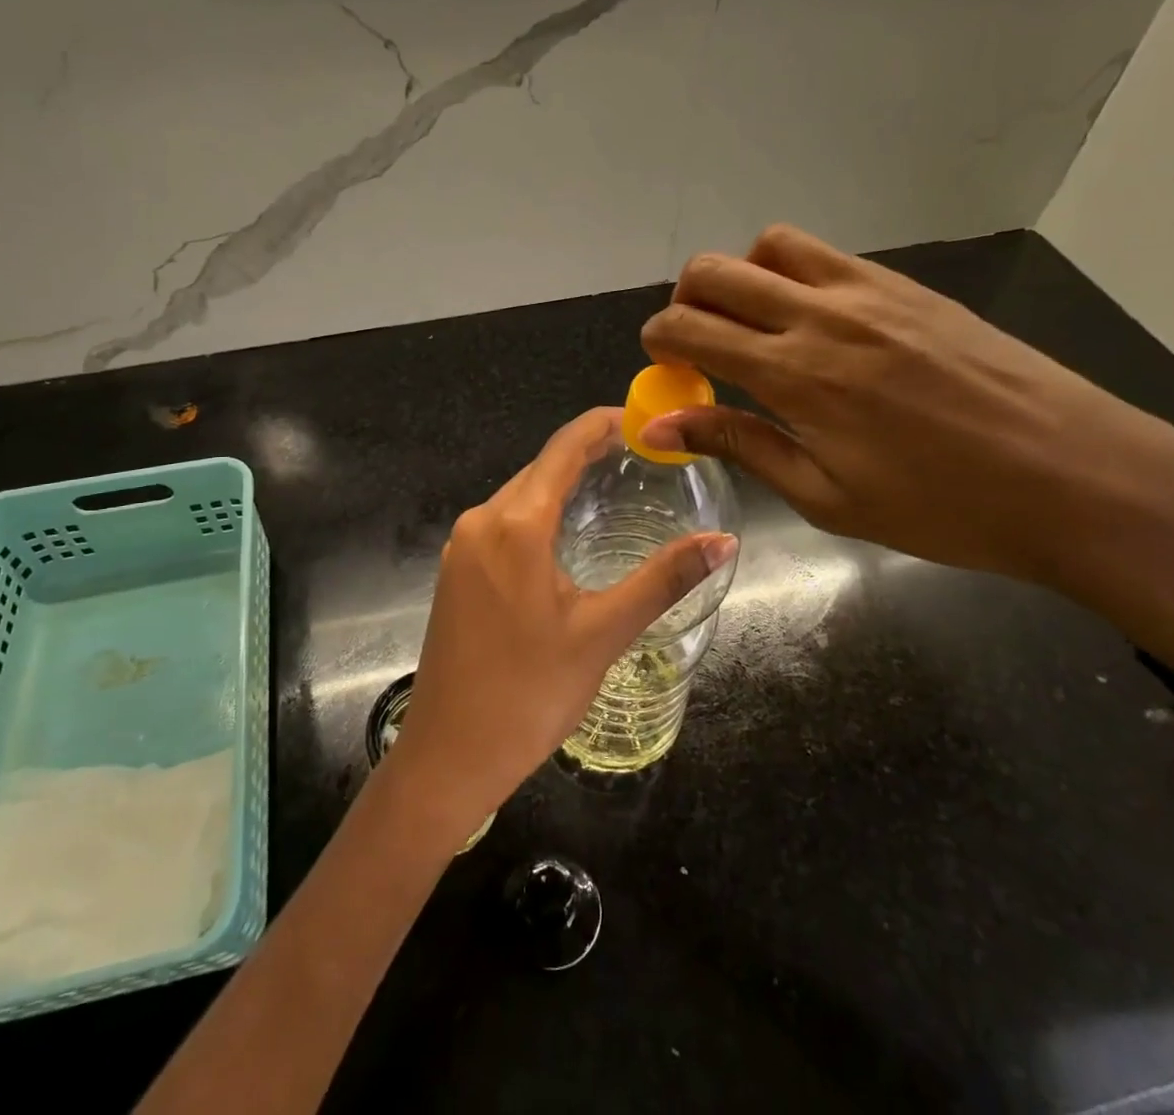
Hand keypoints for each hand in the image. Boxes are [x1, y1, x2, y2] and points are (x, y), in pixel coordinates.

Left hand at [389, 408, 735, 832]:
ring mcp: (461, 546)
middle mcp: (481, 521)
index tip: (642, 420)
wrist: (449, 754)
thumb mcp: (603, 634)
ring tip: (610, 484)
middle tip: (640, 456)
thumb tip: (724, 541)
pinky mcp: (454, 570)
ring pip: (519, 496)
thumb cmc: (530, 694)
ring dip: (561, 485)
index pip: (563, 449)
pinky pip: (502, 523)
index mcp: (515, 524)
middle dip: (586, 454)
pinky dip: (537, 513)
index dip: (601, 425)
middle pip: (539, 469)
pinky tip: (563, 532)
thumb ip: (663, 580)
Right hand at [639, 225, 1173, 673]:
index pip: (690, 327)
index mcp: (796, 374)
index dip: (658, 341)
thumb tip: (660, 425)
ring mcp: (870, 290)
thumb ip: (740, 444)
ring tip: (755, 326)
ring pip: (769, 245)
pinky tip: (815, 325)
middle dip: (685, 302)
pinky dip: (792, 274)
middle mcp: (823, 314)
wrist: (1082, 480)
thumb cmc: (944, 509)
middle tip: (699, 347)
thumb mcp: (827, 497)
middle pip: (714, 270)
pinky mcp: (909, 286)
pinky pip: (825, 256)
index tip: (663, 367)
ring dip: (740, 278)